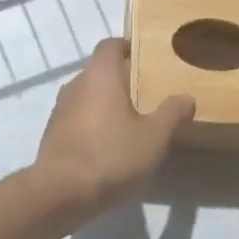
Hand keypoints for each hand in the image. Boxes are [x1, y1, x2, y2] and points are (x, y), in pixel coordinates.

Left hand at [34, 39, 193, 221]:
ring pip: (87, 96)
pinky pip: (76, 119)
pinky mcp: (52, 134)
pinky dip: (92, 124)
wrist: (60, 194)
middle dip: (120, 79)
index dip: (127, 47)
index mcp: (100, 75)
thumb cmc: (111, 156)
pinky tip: (108, 146)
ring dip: (105, 104)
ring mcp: (59, 110)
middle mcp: (76, 84)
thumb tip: (186, 97)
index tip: (145, 58)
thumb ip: (171, 114)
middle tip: (146, 94)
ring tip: (129, 122)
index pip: (110, 45)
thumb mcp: (153, 138)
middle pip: (99, 71)